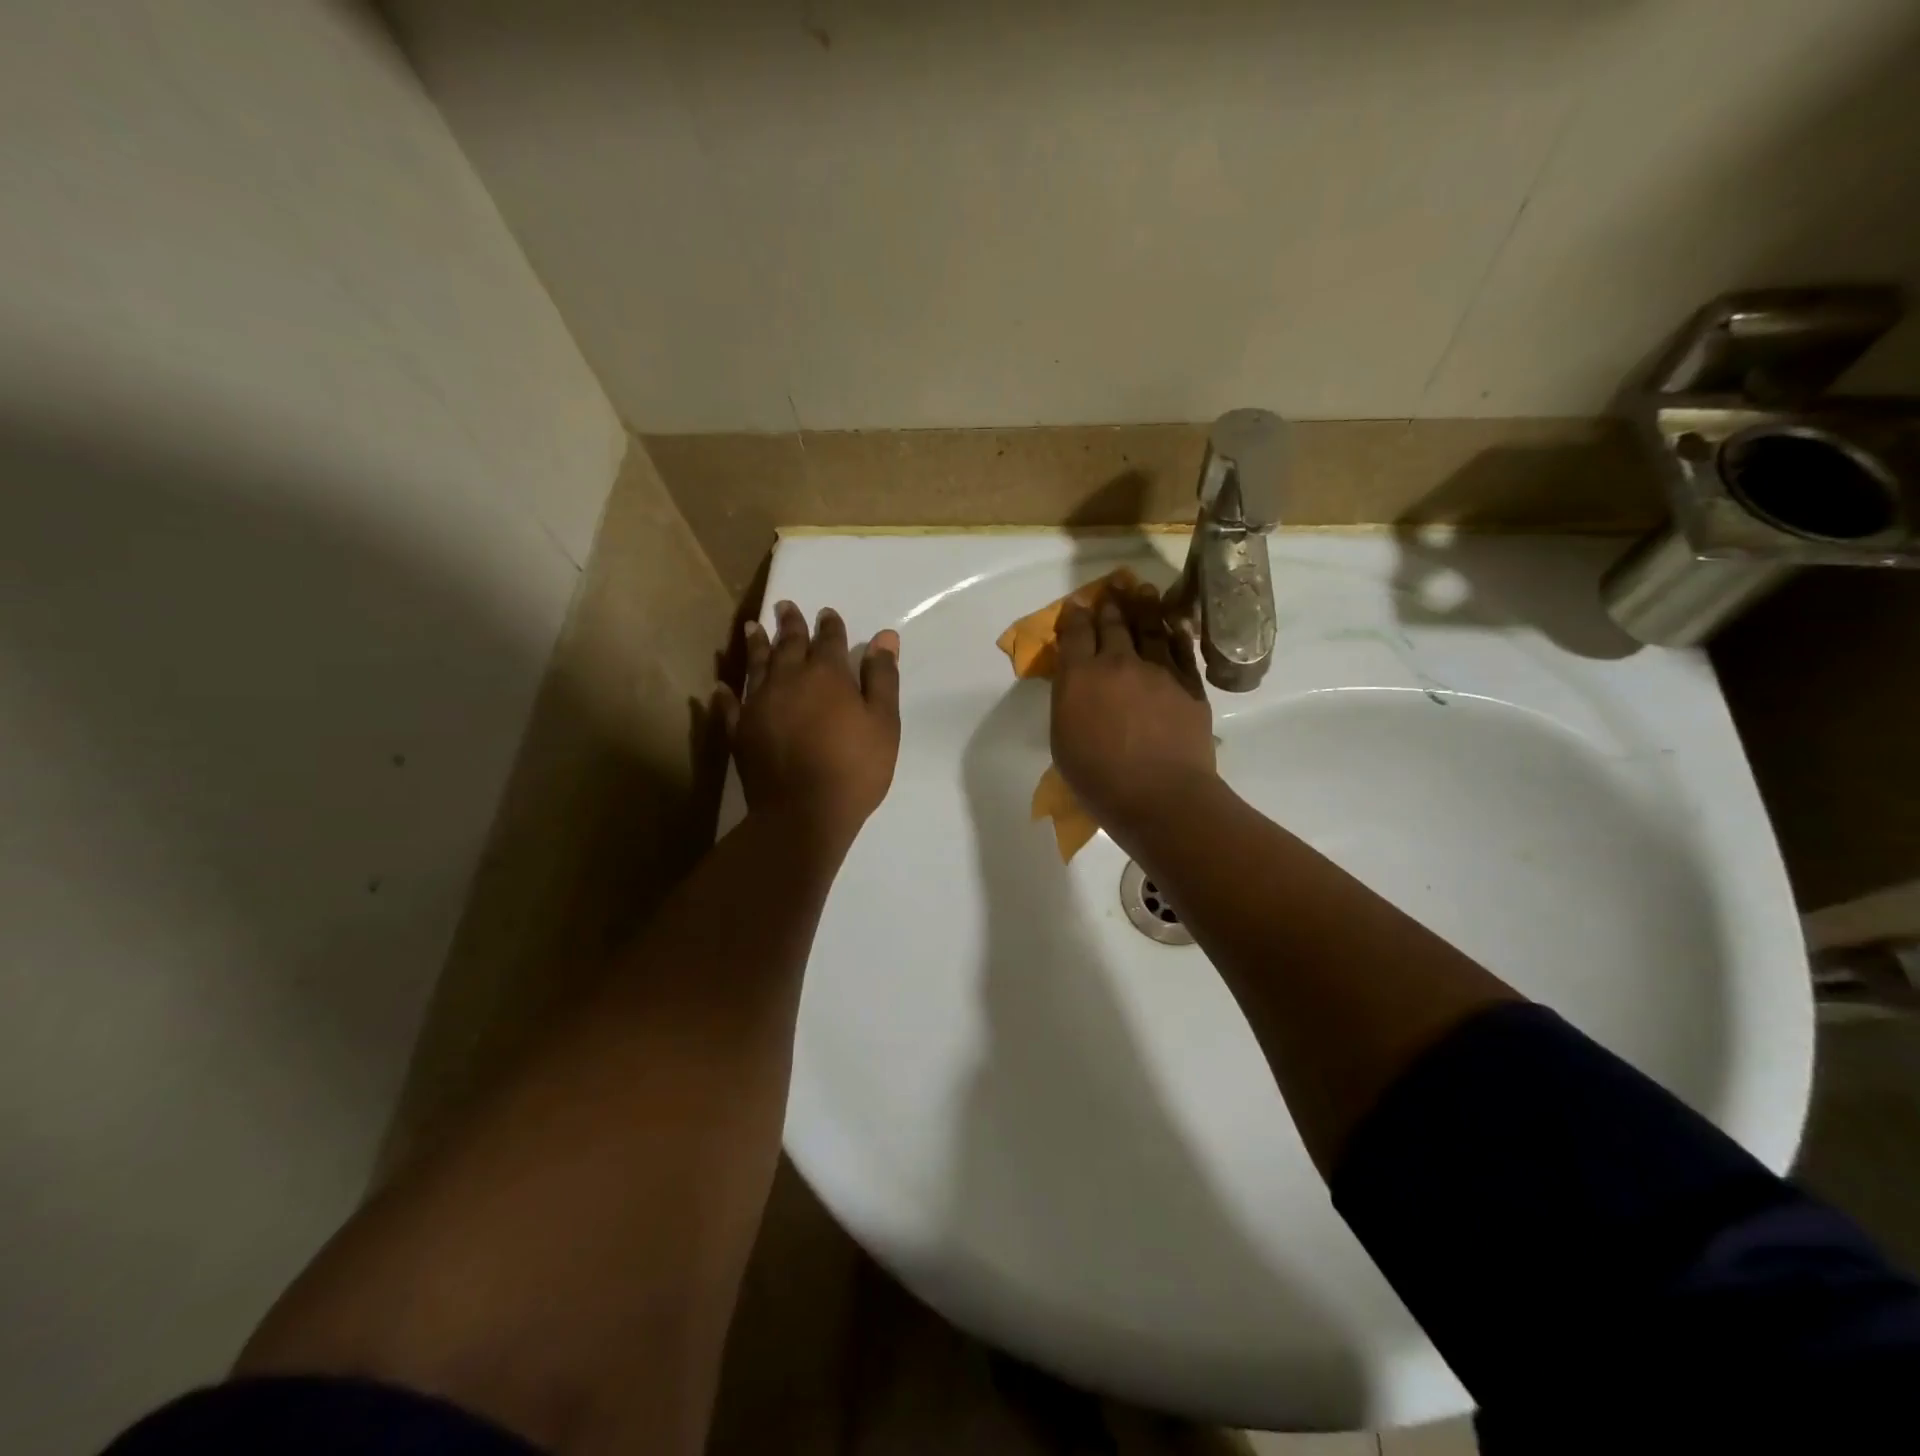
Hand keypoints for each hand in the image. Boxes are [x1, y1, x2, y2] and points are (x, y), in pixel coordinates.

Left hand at [716, 601, 901, 853]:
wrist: (804, 813)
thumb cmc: (854, 767)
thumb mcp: (883, 723)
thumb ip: (882, 678)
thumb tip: (884, 638)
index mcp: (826, 675)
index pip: (829, 640)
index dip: (830, 625)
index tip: (827, 613)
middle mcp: (789, 680)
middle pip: (788, 644)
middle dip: (790, 624)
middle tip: (784, 606)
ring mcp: (759, 704)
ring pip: (756, 665)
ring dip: (755, 645)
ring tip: (753, 627)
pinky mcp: (741, 732)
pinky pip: (731, 706)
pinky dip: (726, 694)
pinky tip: (721, 687)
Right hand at [1051, 583, 1215, 839]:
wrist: (1159, 795)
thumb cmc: (1099, 778)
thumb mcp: (1063, 740)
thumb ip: (1068, 702)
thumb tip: (1076, 683)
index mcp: (1080, 676)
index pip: (1074, 634)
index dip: (1074, 617)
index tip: (1076, 607)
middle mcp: (1117, 663)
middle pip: (1113, 624)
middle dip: (1109, 605)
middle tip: (1112, 591)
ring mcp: (1157, 671)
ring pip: (1149, 628)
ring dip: (1144, 607)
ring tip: (1143, 591)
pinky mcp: (1188, 685)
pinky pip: (1181, 649)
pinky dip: (1175, 634)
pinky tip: (1173, 626)